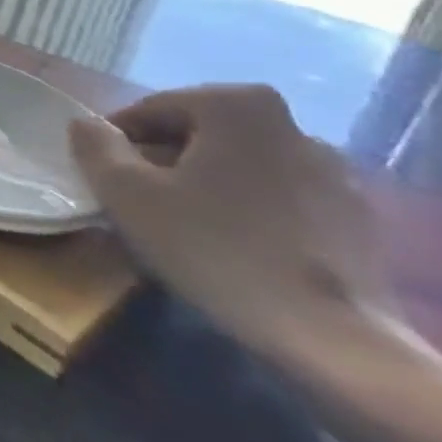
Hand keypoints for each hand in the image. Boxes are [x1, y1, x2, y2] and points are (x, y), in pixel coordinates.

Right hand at [68, 85, 387, 357]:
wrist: (329, 336)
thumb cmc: (212, 247)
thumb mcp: (124, 192)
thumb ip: (95, 146)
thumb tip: (86, 124)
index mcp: (236, 105)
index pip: (151, 109)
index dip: (117, 142)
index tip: (103, 177)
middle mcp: (292, 124)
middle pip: (198, 133)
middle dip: (162, 159)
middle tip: (136, 200)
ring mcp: (333, 172)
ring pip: (239, 164)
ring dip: (204, 183)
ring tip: (182, 225)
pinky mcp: (355, 217)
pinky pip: (278, 197)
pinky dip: (247, 209)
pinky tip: (231, 246)